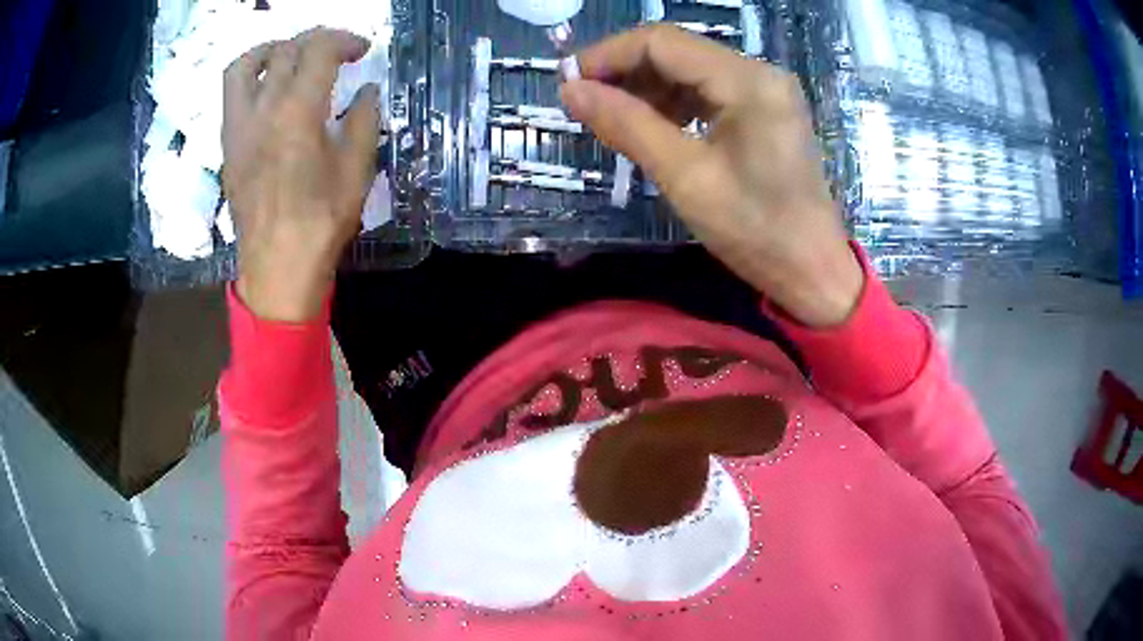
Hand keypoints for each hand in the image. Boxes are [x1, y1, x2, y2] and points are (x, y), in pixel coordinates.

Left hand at [222, 28, 379, 321]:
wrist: (277, 268)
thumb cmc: (320, 222)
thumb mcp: (357, 170)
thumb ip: (364, 120)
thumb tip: (366, 91)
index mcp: (298, 111)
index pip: (319, 50)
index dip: (344, 40)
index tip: (362, 51)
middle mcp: (263, 109)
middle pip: (285, 50)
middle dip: (315, 40)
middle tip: (335, 52)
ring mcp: (238, 127)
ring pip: (245, 66)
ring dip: (272, 49)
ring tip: (289, 55)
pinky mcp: (227, 146)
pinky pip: (232, 96)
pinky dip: (251, 77)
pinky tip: (268, 90)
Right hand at [560, 25, 862, 327]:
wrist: (813, 271)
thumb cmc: (756, 230)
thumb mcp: (685, 176)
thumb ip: (627, 124)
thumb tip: (570, 90)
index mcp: (747, 81)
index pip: (662, 42)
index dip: (608, 55)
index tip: (567, 83)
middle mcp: (759, 73)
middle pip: (676, 51)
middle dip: (624, 71)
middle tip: (583, 103)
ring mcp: (764, 91)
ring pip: (689, 70)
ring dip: (645, 88)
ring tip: (611, 118)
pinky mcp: (763, 112)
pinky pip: (707, 92)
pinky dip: (672, 104)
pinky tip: (650, 126)